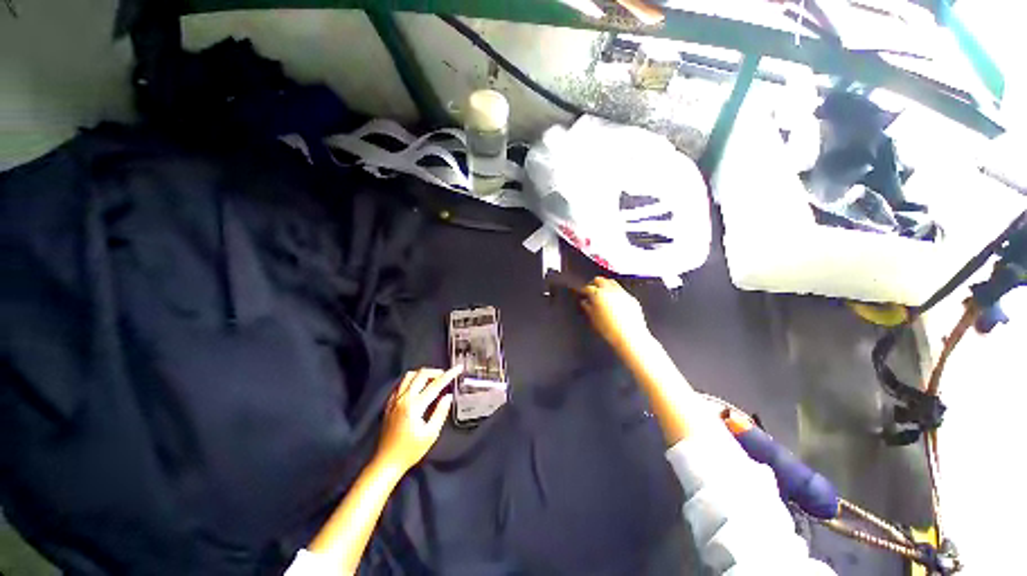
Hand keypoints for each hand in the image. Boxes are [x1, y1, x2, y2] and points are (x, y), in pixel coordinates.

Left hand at [375, 366, 460, 472]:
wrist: (386, 462)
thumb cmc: (410, 450)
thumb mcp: (431, 434)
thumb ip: (440, 412)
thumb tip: (448, 396)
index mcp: (415, 406)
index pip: (435, 384)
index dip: (449, 375)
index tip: (458, 368)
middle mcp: (403, 399)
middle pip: (421, 374)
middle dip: (435, 372)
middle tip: (445, 376)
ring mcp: (394, 400)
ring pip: (409, 376)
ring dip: (423, 374)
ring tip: (433, 380)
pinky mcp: (389, 404)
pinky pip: (401, 384)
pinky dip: (412, 381)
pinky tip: (418, 388)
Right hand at [580, 277, 650, 351]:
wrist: (630, 337)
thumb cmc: (608, 330)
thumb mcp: (593, 319)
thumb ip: (587, 308)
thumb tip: (584, 302)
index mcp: (598, 294)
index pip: (587, 288)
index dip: (583, 291)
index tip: (582, 294)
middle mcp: (610, 290)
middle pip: (600, 280)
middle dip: (594, 284)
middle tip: (591, 291)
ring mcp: (622, 292)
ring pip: (611, 282)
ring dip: (605, 285)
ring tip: (602, 293)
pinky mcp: (631, 297)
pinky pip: (621, 290)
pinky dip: (615, 292)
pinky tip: (615, 301)